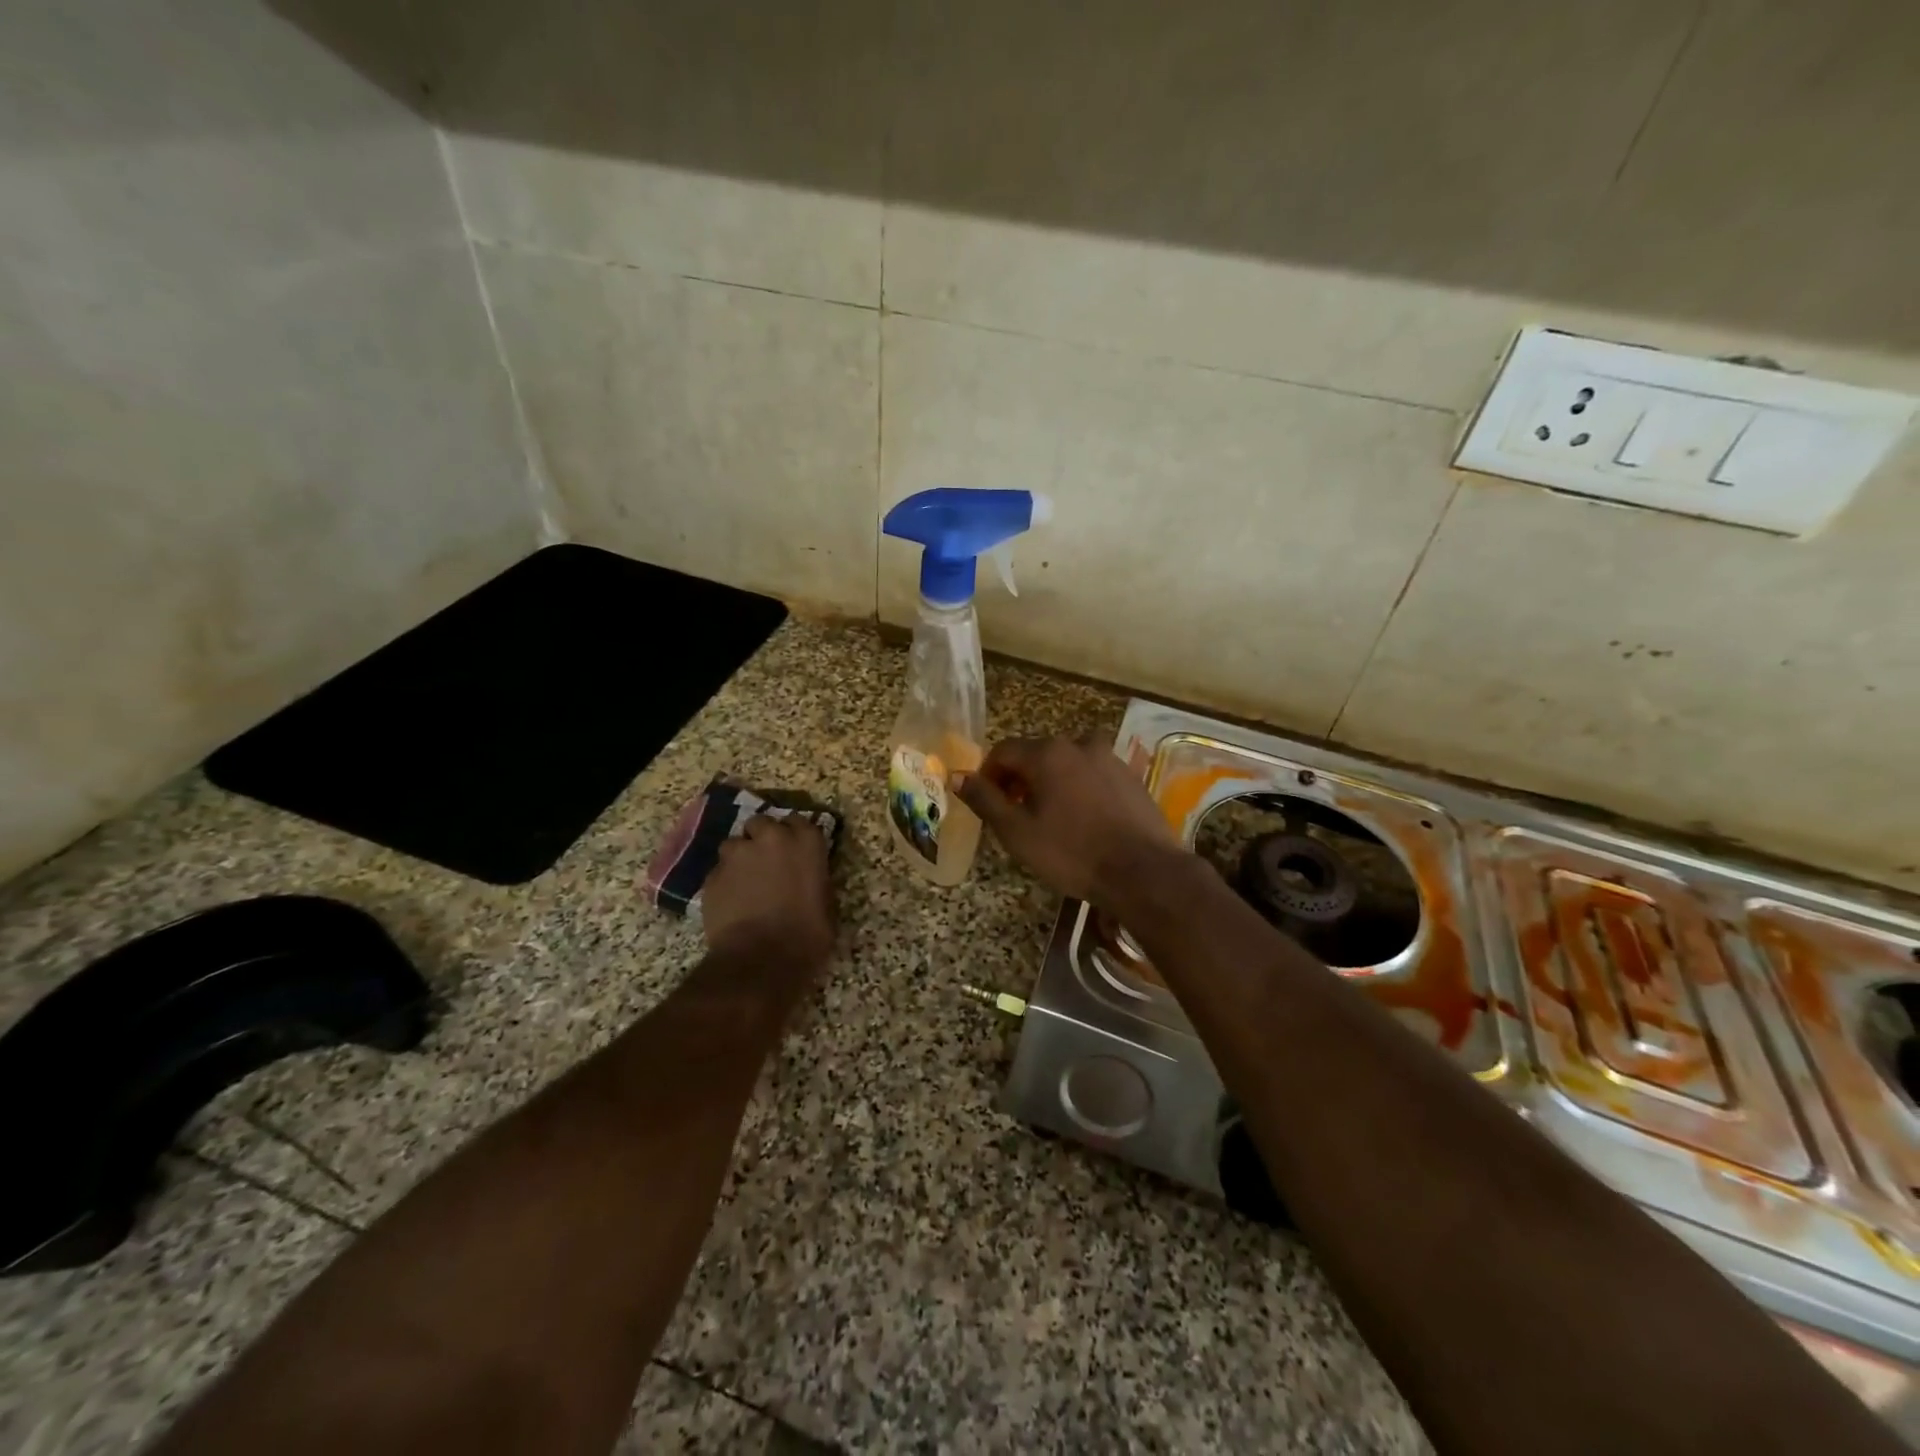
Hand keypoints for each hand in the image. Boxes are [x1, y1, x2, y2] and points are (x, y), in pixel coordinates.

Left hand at [702, 816, 834, 968]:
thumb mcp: (826, 904)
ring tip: (744, 883)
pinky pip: (718, 871)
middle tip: (767, 863)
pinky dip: (724, 882)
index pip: (798, 821)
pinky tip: (730, 903)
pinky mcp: (712, 875)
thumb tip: (807, 878)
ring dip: (740, 858)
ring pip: (734, 845)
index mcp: (806, 841)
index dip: (794, 836)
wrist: (761, 961)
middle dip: (762, 838)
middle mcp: (771, 837)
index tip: (794, 852)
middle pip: (761, 823)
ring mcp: (737, 854)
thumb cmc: (807, 936)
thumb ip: (814, 879)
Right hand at [951, 737, 1183, 909]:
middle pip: (1036, 754)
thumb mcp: (1017, 832)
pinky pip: (1092, 774)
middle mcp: (1078, 744)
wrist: (1143, 871)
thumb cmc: (1072, 853)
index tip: (988, 804)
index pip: (1003, 751)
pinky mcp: (1130, 775)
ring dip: (1051, 783)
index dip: (988, 775)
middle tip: (1016, 815)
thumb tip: (956, 776)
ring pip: (1066, 763)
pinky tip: (1084, 820)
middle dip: (1020, 779)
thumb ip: (985, 800)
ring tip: (1051, 818)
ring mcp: (1109, 757)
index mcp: (1047, 753)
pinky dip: (1079, 788)